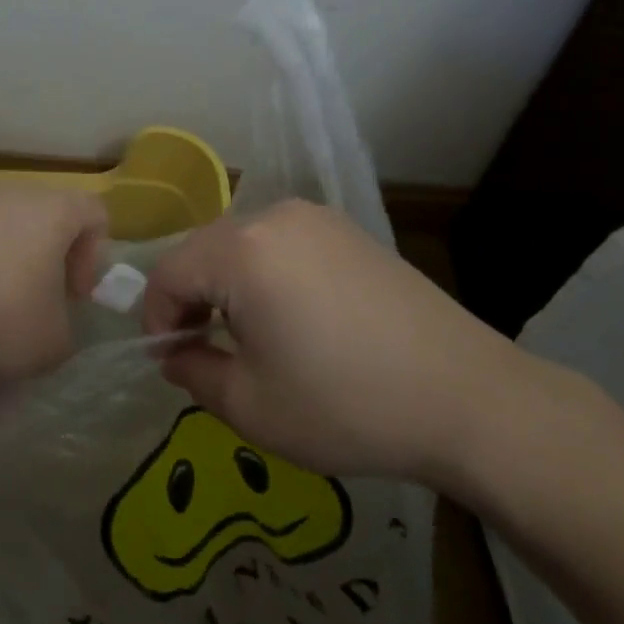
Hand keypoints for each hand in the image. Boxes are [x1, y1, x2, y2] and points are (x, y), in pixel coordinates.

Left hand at [0, 185, 109, 384]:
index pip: (95, 214)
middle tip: (31, 314)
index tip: (72, 298)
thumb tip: (49, 331)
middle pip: (43, 224)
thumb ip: (64, 337)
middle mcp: (10, 195)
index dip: (95, 258)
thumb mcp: (48, 346)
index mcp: (52, 211)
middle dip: (44, 270)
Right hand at [140, 199, 542, 489]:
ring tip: (250, 337)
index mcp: (241, 251)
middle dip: (192, 299)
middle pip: (203, 251)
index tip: (173, 361)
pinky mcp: (348, 231)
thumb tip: (175, 353)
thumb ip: (193, 373)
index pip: (168, 273)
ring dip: (229, 285)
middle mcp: (274, 217)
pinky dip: (267, 274)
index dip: (157, 319)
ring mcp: (316, 218)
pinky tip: (296, 318)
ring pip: (242, 245)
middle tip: (205, 352)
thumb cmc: (346, 405)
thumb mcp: (252, 406)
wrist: (466, 397)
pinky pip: (283, 244)